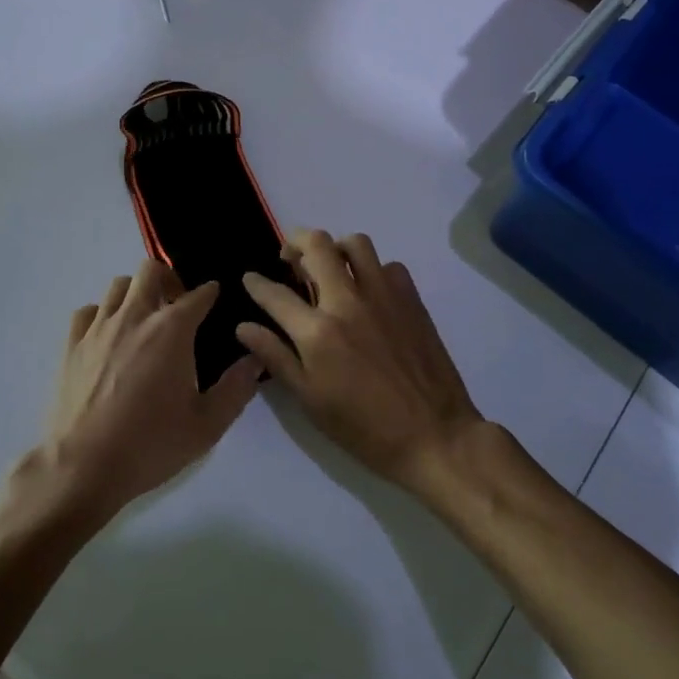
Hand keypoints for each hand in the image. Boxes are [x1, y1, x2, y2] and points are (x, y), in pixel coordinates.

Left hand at [41, 259, 260, 520]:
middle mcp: (135, 316)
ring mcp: (99, 327)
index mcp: (172, 330)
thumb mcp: (207, 425)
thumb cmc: (151, 444)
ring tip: (144, 318)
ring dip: (136, 293)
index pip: (199, 294)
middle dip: (169, 279)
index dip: (211, 293)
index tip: (215, 298)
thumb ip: (236, 388)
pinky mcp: (72, 344)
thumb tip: (256, 358)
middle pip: (151, 270)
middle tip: (177, 305)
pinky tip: (108, 336)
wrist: (84, 466)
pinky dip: (102, 314)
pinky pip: (88, 311)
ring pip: (118, 285)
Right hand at [237, 230, 485, 495]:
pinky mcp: (411, 299)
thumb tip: (244, 327)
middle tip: (290, 258)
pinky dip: (373, 270)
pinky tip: (368, 292)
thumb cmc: (364, 428)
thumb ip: (276, 357)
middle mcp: (348, 301)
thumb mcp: (310, 400)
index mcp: (318, 331)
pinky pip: (388, 265)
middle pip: (317, 245)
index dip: (256, 283)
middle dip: (295, 242)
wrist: (434, 436)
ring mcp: (383, 295)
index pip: (275, 294)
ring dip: (336, 248)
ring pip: (356, 243)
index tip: (250, 278)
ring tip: (330, 266)